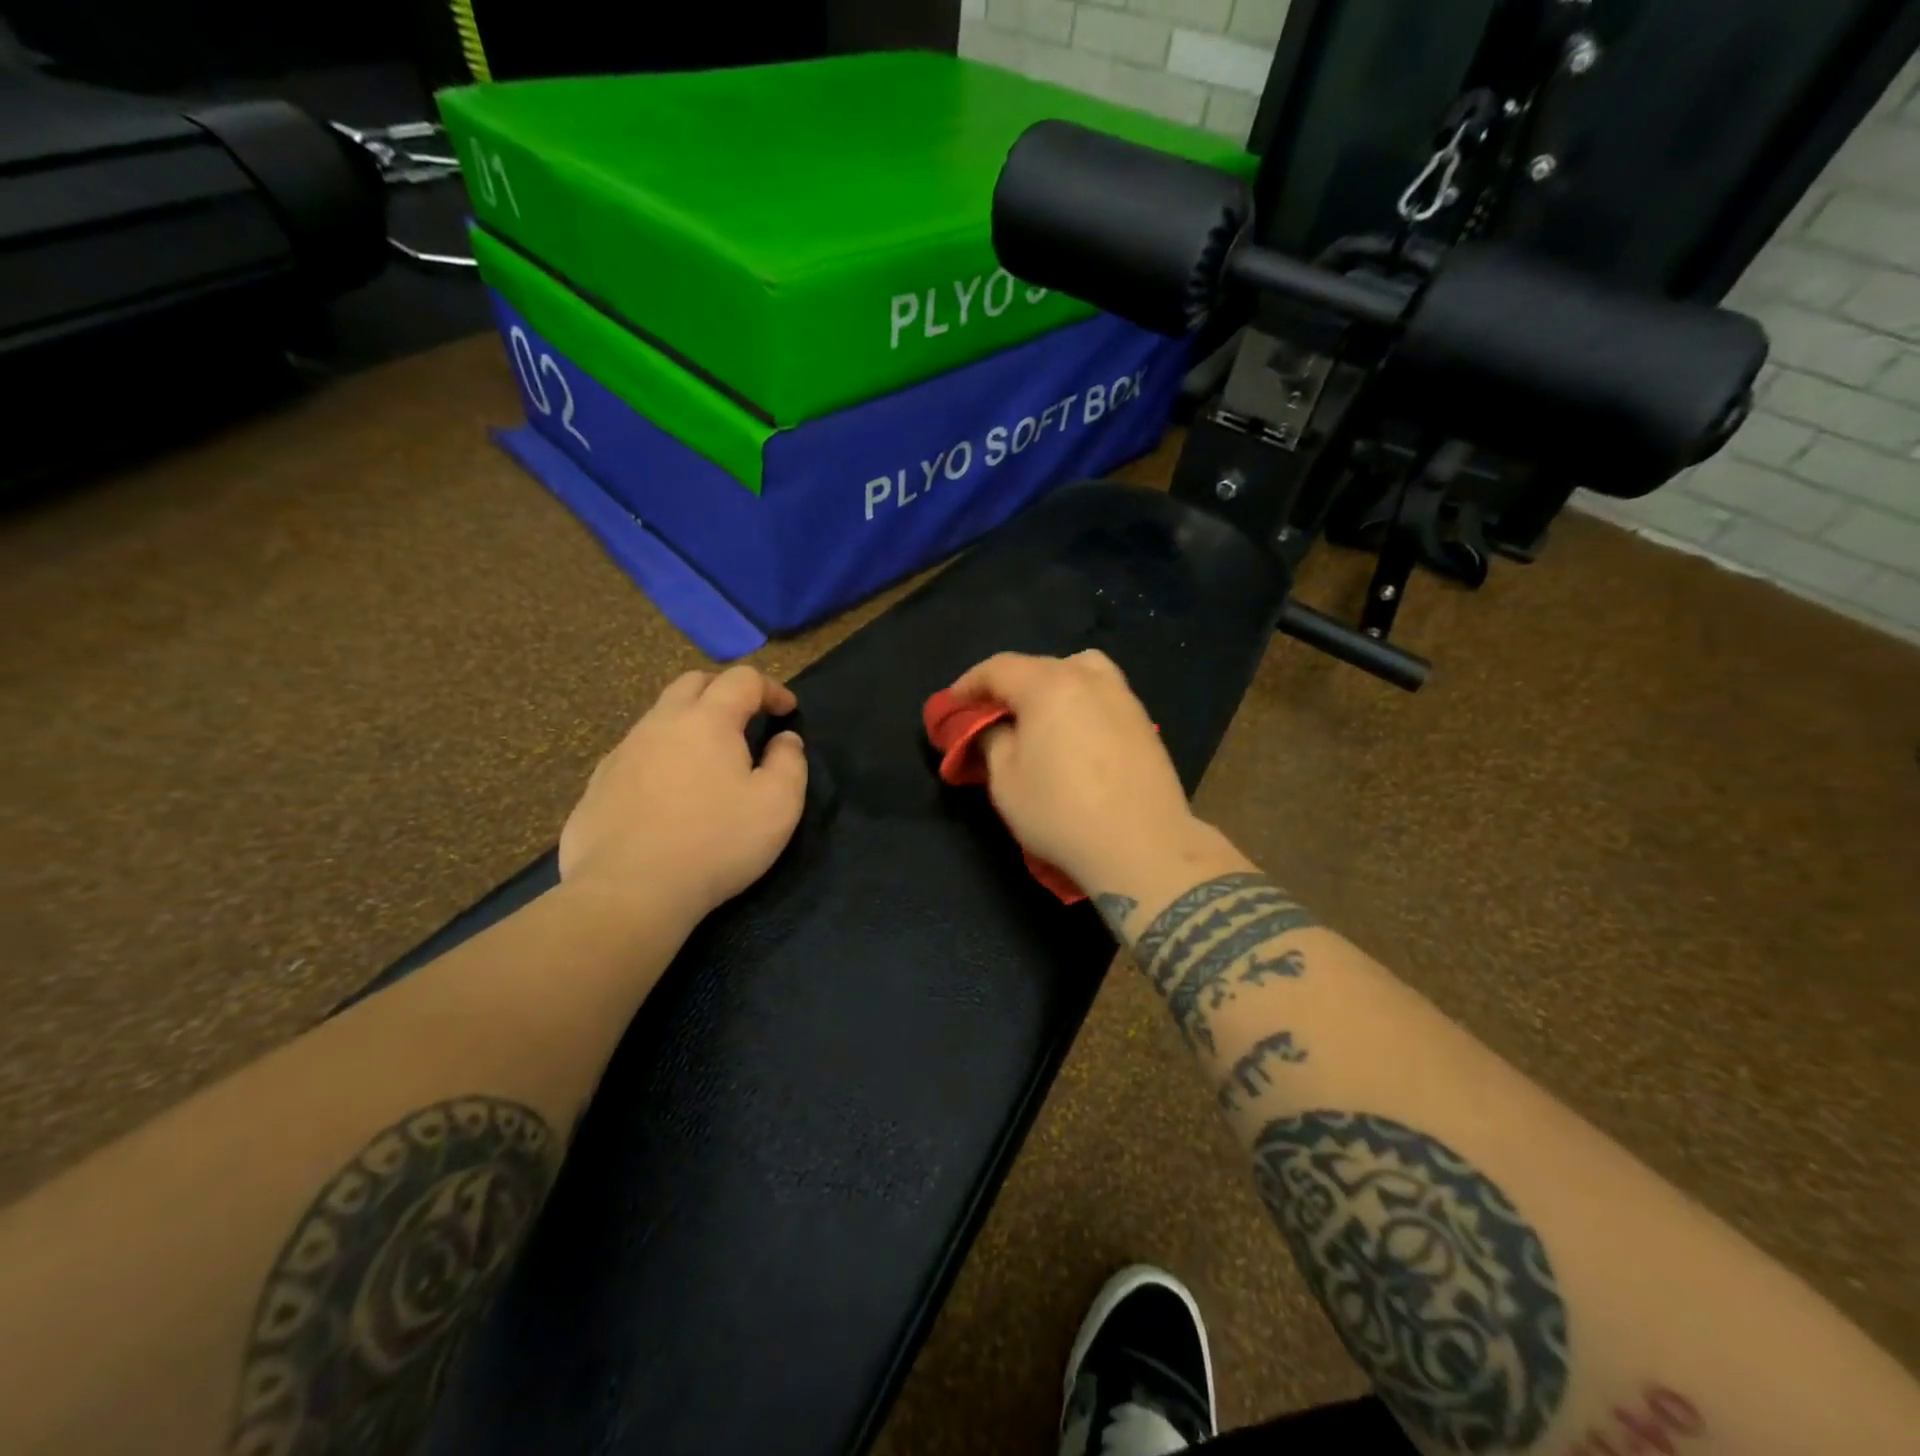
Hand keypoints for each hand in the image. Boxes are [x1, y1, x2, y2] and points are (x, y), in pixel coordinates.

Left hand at [560, 666, 806, 922]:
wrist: (628, 892)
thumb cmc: (716, 843)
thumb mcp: (778, 806)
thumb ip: (790, 763)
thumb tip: (785, 739)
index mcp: (707, 720)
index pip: (742, 679)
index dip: (771, 688)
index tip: (788, 711)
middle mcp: (660, 724)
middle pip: (693, 683)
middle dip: (725, 691)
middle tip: (747, 719)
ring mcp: (623, 752)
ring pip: (660, 717)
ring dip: (690, 723)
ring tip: (709, 758)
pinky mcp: (598, 785)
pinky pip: (636, 753)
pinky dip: (662, 756)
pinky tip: (669, 794)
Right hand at [946, 651, 1214, 893]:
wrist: (1142, 846)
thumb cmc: (1061, 813)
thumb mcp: (1006, 781)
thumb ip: (992, 741)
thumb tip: (994, 727)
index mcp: (1049, 685)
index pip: (999, 668)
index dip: (969, 684)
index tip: (951, 705)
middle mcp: (1089, 679)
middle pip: (1039, 665)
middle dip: (1008, 685)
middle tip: (990, 713)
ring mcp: (1122, 697)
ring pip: (1079, 671)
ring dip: (1050, 684)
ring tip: (1038, 715)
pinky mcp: (1143, 722)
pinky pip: (1101, 694)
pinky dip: (1079, 701)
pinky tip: (1073, 733)